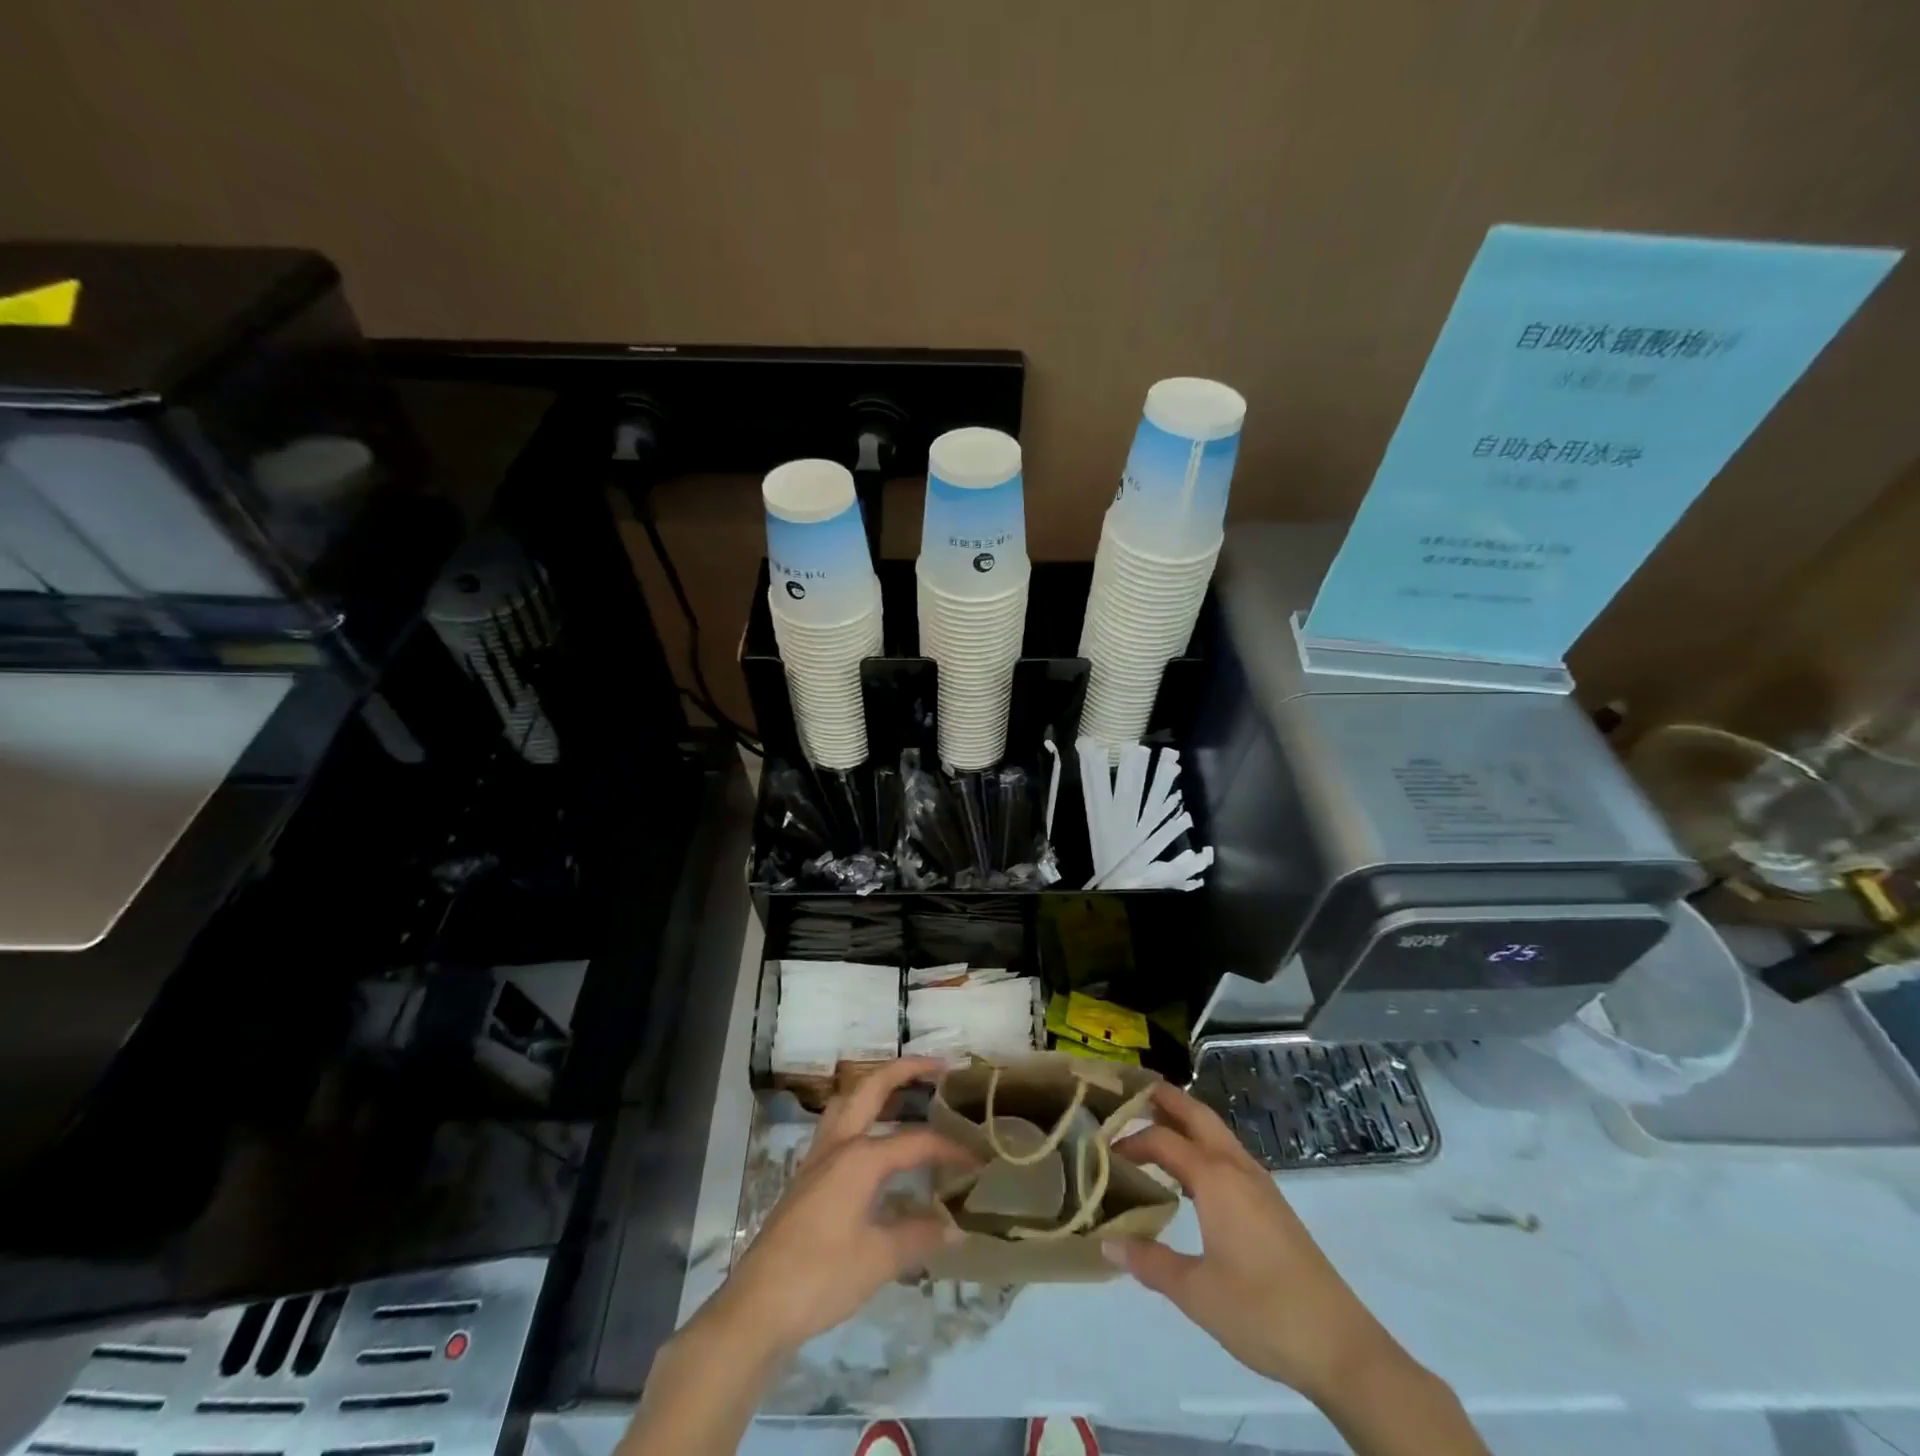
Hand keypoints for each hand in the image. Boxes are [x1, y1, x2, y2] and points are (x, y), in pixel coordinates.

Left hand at [709, 1057, 975, 1358]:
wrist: (758, 1306)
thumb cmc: (821, 1277)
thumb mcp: (878, 1260)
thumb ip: (919, 1236)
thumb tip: (956, 1228)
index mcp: (860, 1157)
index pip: (917, 1141)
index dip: (951, 1149)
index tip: (979, 1158)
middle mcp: (839, 1144)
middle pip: (872, 1087)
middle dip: (906, 1070)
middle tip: (939, 1066)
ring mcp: (819, 1157)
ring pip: (849, 1100)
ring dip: (877, 1086)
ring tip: (905, 1090)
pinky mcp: (808, 1176)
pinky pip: (839, 1126)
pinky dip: (861, 1115)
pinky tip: (876, 1139)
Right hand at [1106, 1083, 1402, 1405]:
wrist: (1341, 1346)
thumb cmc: (1262, 1312)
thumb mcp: (1197, 1293)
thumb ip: (1150, 1262)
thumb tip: (1107, 1242)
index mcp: (1215, 1179)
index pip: (1162, 1140)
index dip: (1130, 1140)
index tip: (1102, 1149)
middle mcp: (1237, 1168)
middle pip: (1197, 1115)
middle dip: (1165, 1099)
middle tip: (1131, 1092)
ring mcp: (1260, 1185)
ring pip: (1217, 1133)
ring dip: (1186, 1122)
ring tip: (1154, 1127)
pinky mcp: (1272, 1205)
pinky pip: (1229, 1156)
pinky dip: (1203, 1147)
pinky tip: (1191, 1177)